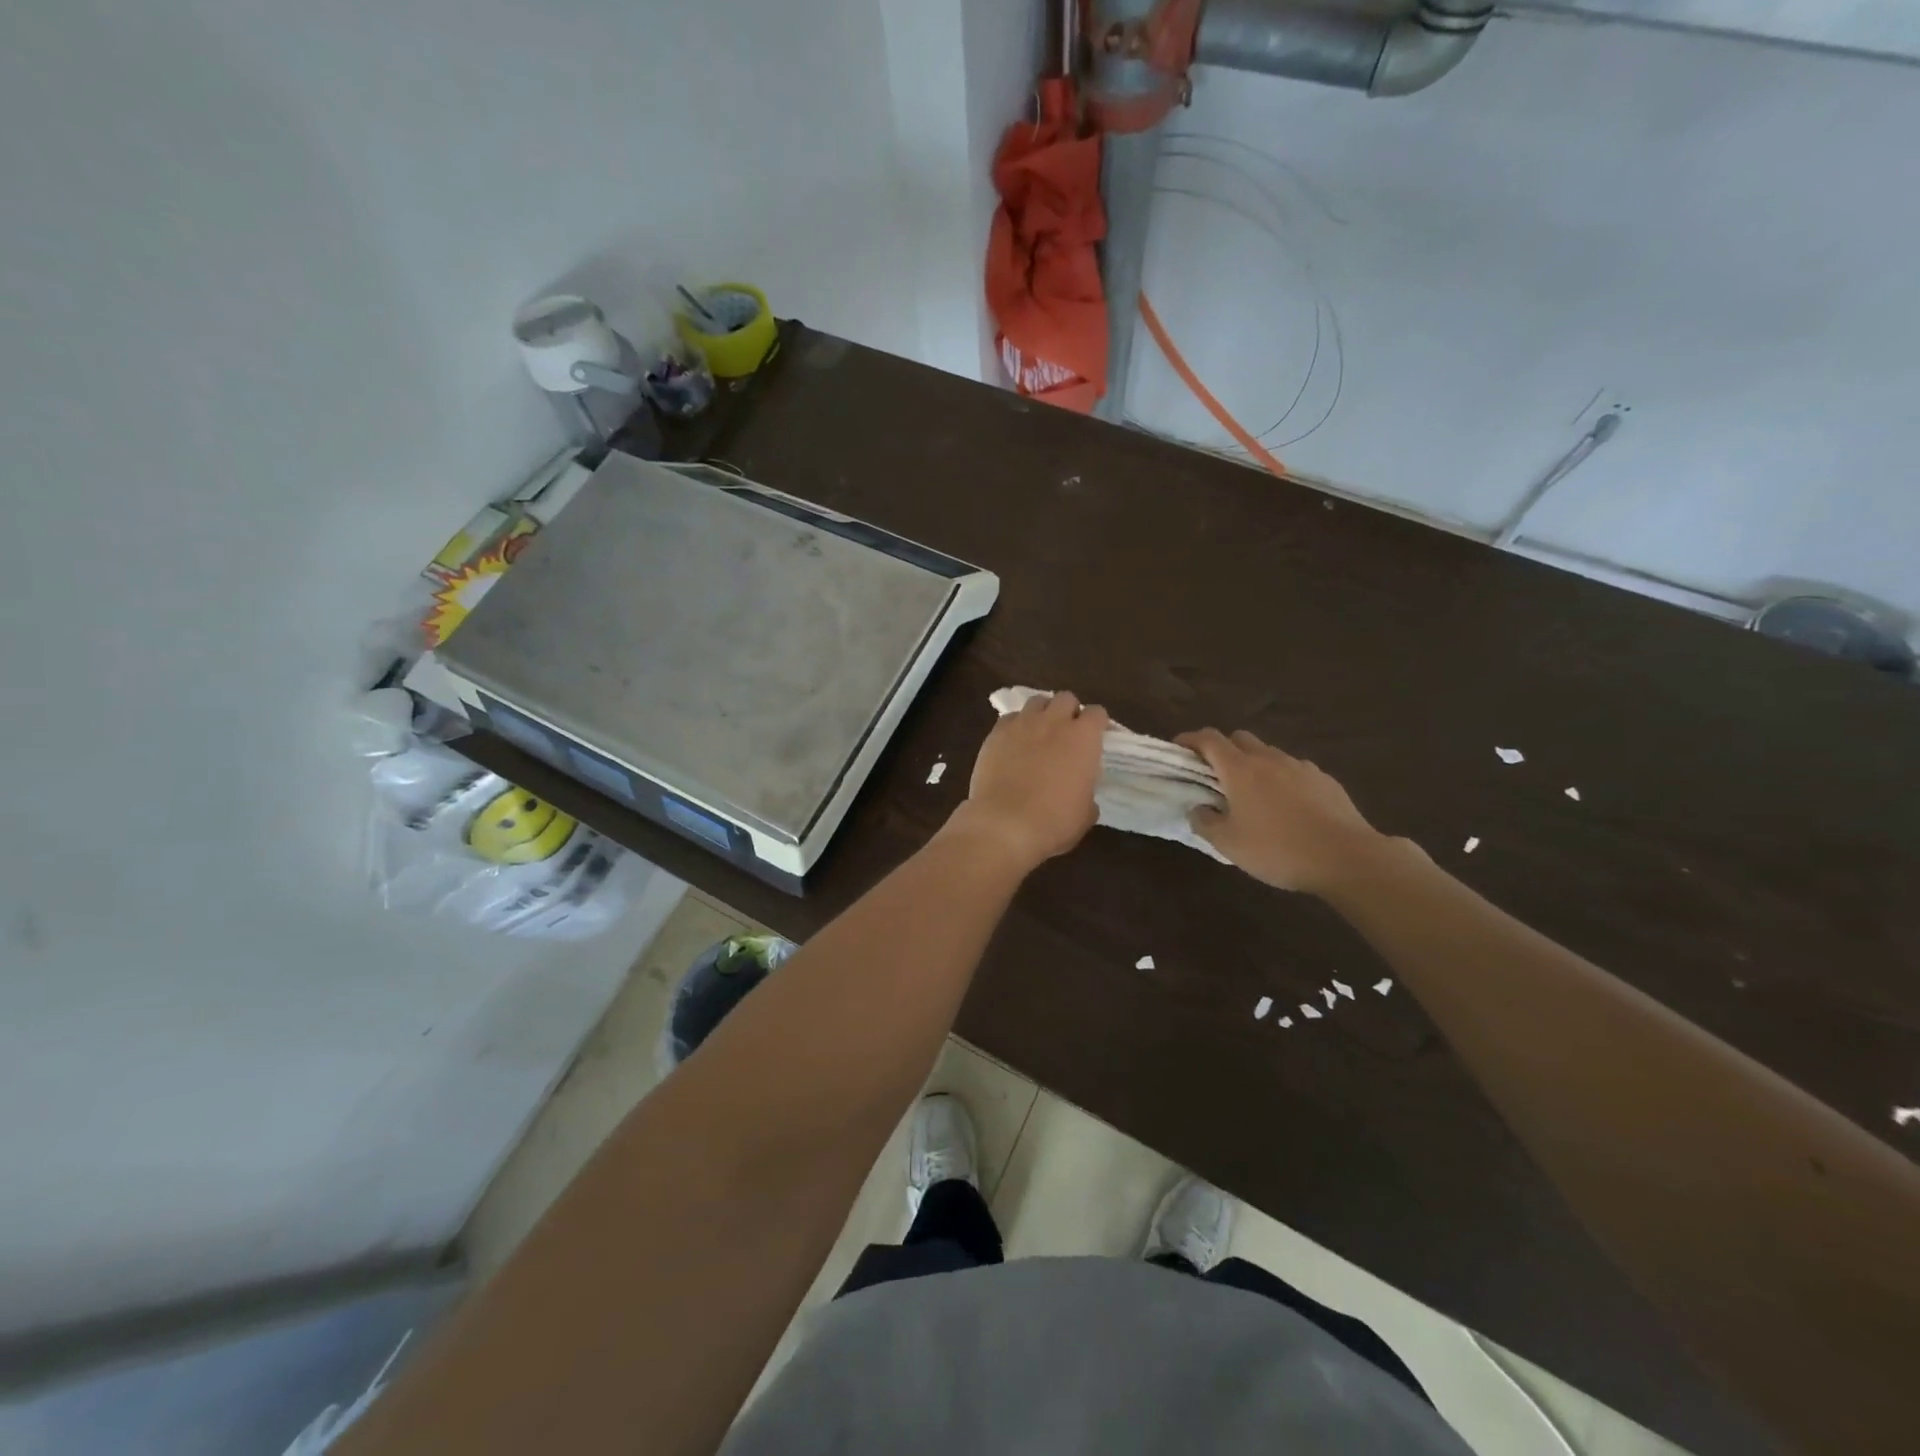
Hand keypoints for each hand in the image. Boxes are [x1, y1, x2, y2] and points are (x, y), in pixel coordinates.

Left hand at [945, 692, 1108, 872]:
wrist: (1004, 824)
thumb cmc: (1053, 822)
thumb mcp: (1085, 814)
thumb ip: (1088, 793)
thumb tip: (1082, 793)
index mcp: (1083, 738)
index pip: (1097, 713)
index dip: (1098, 724)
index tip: (1096, 738)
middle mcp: (1054, 722)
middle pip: (1066, 698)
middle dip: (1069, 711)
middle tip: (1067, 733)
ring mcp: (1022, 724)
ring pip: (1037, 701)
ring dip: (1042, 713)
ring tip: (1039, 732)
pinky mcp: (996, 733)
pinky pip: (1010, 718)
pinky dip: (1016, 725)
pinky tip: (1014, 743)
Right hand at [1176, 728, 1387, 894]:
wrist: (1347, 857)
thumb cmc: (1278, 849)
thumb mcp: (1229, 844)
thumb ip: (1205, 823)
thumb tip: (1197, 809)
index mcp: (1240, 769)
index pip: (1208, 739)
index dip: (1190, 739)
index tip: (1178, 748)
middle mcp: (1268, 759)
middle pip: (1239, 738)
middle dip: (1222, 749)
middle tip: (1215, 775)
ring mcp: (1300, 766)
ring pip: (1268, 753)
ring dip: (1254, 764)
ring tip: (1253, 794)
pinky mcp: (1325, 780)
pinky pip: (1294, 770)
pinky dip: (1282, 779)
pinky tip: (1287, 806)